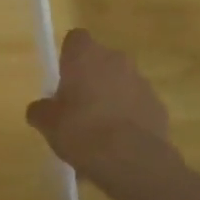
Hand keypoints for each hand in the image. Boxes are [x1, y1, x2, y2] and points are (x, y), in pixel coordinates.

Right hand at [26, 30, 172, 183]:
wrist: (132, 160)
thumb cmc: (82, 131)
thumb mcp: (47, 123)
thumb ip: (41, 110)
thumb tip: (41, 108)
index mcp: (86, 56)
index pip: (76, 39)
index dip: (68, 56)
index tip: (62, 78)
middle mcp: (116, 60)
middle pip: (99, 61)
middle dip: (89, 80)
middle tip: (76, 109)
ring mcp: (141, 82)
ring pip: (120, 83)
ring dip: (110, 99)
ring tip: (98, 133)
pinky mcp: (158, 105)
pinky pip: (136, 105)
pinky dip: (128, 118)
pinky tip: (118, 144)